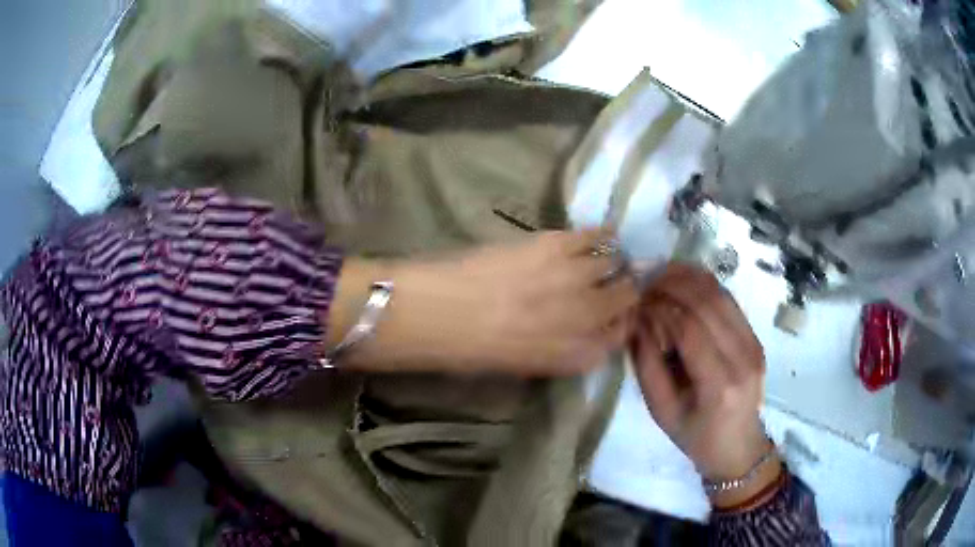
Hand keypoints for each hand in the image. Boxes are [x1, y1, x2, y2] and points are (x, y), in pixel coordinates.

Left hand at [333, 229, 638, 376]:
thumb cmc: (471, 351)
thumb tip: (575, 328)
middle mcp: (588, 318)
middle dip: (624, 289)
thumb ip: (559, 349)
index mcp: (578, 356)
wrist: (438, 314)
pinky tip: (602, 232)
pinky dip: (602, 234)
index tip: (613, 312)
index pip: (619, 336)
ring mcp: (577, 278)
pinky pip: (595, 235)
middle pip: (626, 296)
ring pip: (614, 262)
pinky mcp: (557, 245)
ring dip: (612, 260)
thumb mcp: (523, 364)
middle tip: (613, 280)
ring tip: (604, 255)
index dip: (619, 321)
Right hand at [631, 264, 779, 506]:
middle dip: (672, 284)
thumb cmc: (695, 435)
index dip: (660, 307)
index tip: (636, 299)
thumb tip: (637, 318)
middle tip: (644, 280)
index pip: (689, 329)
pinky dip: (705, 285)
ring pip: (721, 295)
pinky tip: (684, 280)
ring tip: (660, 273)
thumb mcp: (661, 410)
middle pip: (708, 304)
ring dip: (689, 277)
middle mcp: (743, 358)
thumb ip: (647, 363)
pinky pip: (729, 301)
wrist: (738, 446)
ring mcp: (754, 345)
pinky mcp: (756, 337)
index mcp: (719, 385)